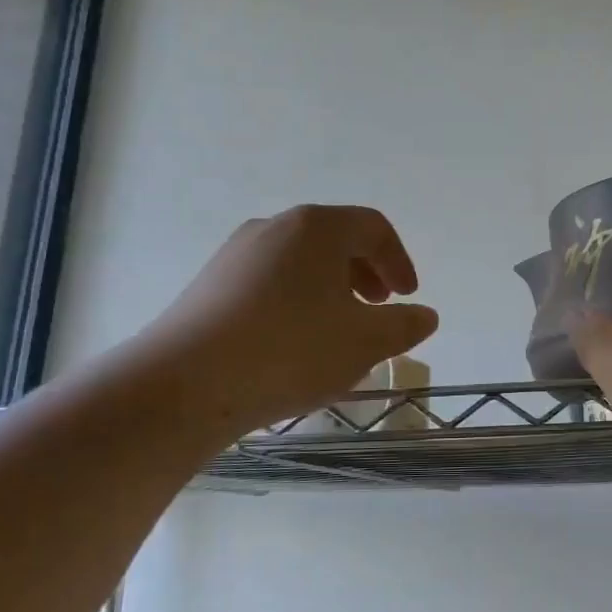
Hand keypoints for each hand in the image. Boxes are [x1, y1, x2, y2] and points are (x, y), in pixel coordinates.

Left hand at [142, 205, 438, 436]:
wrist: (185, 383)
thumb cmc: (291, 351)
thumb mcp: (365, 342)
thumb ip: (404, 326)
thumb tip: (425, 315)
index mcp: (317, 228)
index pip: (373, 228)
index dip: (399, 261)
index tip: (407, 296)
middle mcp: (274, 227)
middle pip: (334, 239)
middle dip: (365, 272)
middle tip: (379, 306)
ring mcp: (236, 254)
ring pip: (299, 262)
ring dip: (331, 289)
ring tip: (339, 330)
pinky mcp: (209, 284)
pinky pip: (269, 282)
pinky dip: (296, 301)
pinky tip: (295, 343)